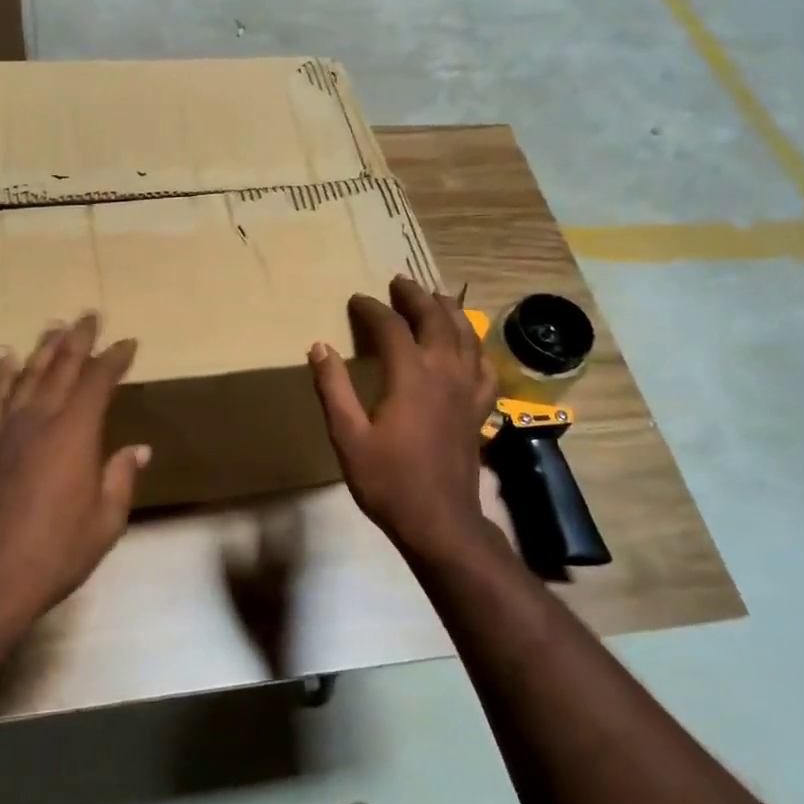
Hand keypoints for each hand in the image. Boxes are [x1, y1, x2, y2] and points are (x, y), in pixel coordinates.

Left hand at [0, 313, 149, 620]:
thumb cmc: (55, 553)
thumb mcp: (105, 522)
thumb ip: (120, 479)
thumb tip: (137, 450)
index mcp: (75, 434)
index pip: (99, 382)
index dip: (114, 359)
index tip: (128, 343)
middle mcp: (40, 420)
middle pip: (62, 367)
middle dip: (79, 339)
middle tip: (90, 315)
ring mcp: (6, 430)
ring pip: (27, 375)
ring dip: (44, 348)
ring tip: (54, 325)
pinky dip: (2, 374)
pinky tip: (5, 357)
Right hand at [309, 276, 495, 557]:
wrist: (439, 522)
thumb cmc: (388, 481)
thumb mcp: (348, 437)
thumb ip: (333, 389)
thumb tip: (319, 347)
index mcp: (410, 376)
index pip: (391, 327)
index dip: (371, 309)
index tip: (356, 300)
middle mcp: (445, 372)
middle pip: (435, 319)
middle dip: (415, 296)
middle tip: (399, 282)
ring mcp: (468, 389)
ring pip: (465, 335)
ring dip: (448, 310)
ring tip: (434, 297)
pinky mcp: (479, 408)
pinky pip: (484, 366)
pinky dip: (475, 347)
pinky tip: (468, 345)